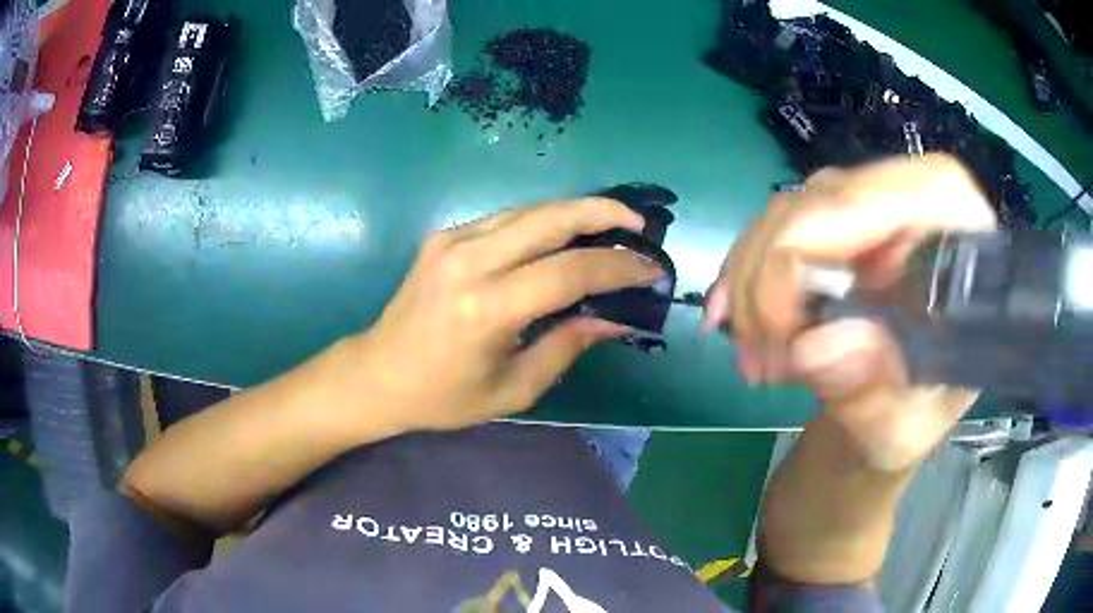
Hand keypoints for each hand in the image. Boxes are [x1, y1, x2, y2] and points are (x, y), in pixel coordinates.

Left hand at [355, 198, 663, 431]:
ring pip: (530, 209)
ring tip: (614, 223)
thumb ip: (567, 346)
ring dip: (577, 210)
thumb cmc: (444, 396)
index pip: (569, 271)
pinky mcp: (444, 235)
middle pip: (551, 218)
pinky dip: (545, 220)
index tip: (653, 268)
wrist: (378, 373)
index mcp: (486, 308)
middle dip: (604, 212)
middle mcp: (469, 261)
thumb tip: (616, 318)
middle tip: (640, 224)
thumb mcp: (513, 388)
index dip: (619, 266)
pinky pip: (507, 218)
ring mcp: (452, 240)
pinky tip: (565, 234)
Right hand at [704, 155, 997, 470]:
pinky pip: (772, 226)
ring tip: (754, 357)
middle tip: (760, 362)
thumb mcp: (902, 428)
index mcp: (956, 232)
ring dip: (752, 283)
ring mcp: (871, 202)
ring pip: (788, 211)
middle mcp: (914, 198)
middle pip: (823, 201)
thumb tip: (814, 346)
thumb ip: (871, 394)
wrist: (895, 412)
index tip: (783, 337)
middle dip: (772, 279)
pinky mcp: (837, 218)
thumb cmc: (913, 420)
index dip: (812, 248)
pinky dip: (744, 274)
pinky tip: (731, 321)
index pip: (876, 200)